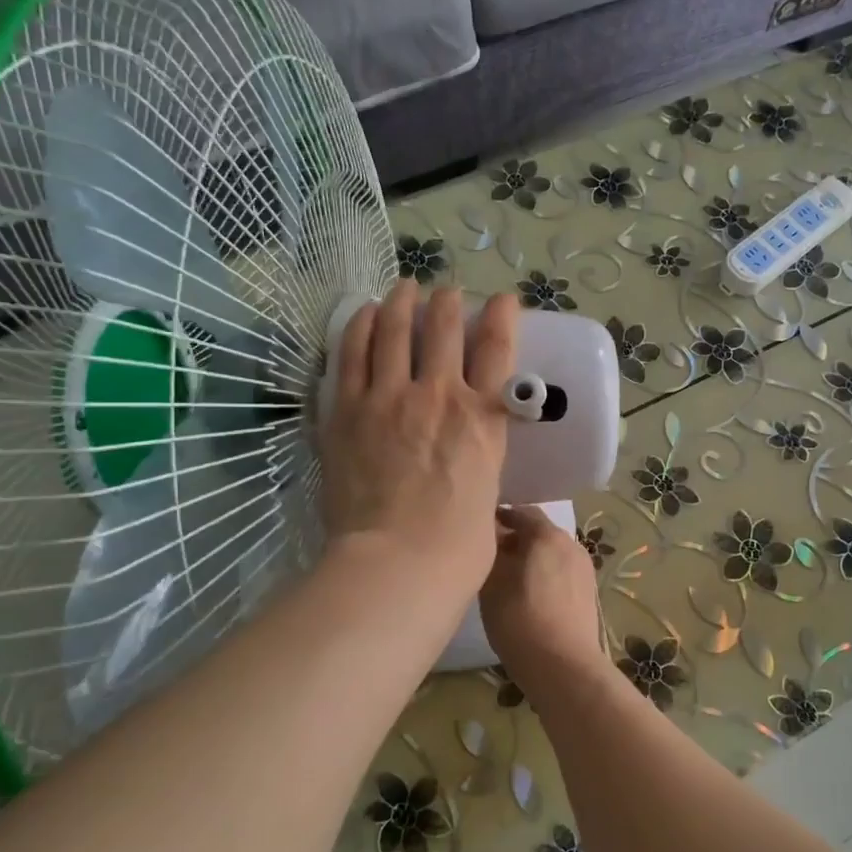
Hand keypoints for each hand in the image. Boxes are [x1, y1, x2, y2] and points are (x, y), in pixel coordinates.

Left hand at [321, 283, 517, 609]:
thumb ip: (482, 469)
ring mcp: (389, 398)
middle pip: (445, 329)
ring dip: (402, 302)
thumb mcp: (489, 497)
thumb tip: (474, 473)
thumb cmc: (458, 548)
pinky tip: (362, 312)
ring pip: (395, 331)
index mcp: (484, 419)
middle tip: (448, 293)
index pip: (498, 350)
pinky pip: (351, 354)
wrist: (397, 564)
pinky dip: (358, 326)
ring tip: (404, 287)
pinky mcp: (347, 411)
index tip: (504, 300)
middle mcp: (440, 395)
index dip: (503, 316)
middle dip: (450, 303)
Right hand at [480, 505, 605, 690]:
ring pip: (551, 553)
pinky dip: (545, 574)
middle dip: (516, 539)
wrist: (563, 665)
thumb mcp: (492, 582)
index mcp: (547, 535)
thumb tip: (492, 534)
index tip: (480, 527)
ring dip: (531, 558)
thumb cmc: (520, 619)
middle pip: (539, 532)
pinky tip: (530, 596)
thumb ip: (491, 551)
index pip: (521, 511)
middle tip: (491, 555)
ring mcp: (583, 568)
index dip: (500, 516)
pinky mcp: (588, 591)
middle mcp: (570, 543)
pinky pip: (561, 572)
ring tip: (508, 578)